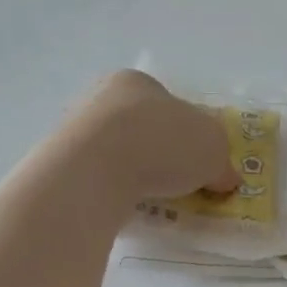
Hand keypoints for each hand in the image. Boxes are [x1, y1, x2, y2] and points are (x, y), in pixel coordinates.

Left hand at [73, 71, 238, 201]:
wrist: (95, 168)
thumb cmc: (161, 141)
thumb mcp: (212, 149)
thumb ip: (221, 162)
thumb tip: (226, 178)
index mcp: (137, 82)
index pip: (168, 104)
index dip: (187, 132)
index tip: (195, 161)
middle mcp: (102, 98)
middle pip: (140, 127)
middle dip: (158, 153)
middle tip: (176, 182)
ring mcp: (75, 129)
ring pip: (115, 152)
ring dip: (132, 172)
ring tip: (151, 200)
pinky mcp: (60, 162)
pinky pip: (95, 176)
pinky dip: (111, 189)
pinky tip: (123, 205)